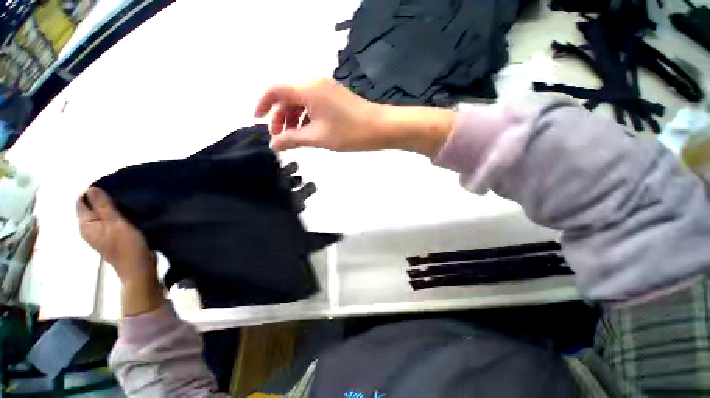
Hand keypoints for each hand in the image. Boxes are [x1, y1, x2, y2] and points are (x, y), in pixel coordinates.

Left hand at [77, 187, 154, 282]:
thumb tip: (92, 188)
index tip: (111, 185)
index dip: (93, 192)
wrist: (138, 268)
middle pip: (91, 207)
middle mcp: (89, 228)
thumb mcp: (116, 224)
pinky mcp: (110, 237)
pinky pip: (109, 220)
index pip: (82, 201)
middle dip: (104, 198)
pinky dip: (116, 214)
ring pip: (101, 214)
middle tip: (122, 192)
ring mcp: (100, 234)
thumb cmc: (127, 246)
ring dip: (111, 207)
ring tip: (127, 201)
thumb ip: (104, 206)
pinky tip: (129, 213)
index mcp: (86, 224)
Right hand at [255, 78, 455, 156]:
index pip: (275, 89)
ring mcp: (326, 90)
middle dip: (279, 117)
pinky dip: (305, 118)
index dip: (262, 103)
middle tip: (279, 138)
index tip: (256, 119)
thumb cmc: (349, 132)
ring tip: (292, 139)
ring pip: (300, 102)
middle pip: (287, 96)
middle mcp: (314, 83)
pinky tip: (306, 133)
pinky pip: (312, 105)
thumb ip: (292, 139)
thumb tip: (274, 145)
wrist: (380, 128)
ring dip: (293, 119)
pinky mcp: (334, 98)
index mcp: (307, 88)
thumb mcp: (318, 137)